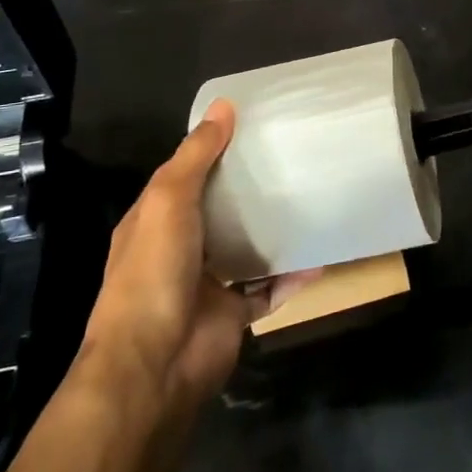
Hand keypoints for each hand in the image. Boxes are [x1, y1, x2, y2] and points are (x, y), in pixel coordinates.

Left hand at [77, 102, 307, 411]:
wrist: (154, 365)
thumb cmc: (153, 273)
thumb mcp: (168, 201)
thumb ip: (196, 156)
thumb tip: (224, 106)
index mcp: (155, 221)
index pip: (184, 176)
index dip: (212, 151)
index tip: (251, 128)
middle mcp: (179, 249)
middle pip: (218, 211)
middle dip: (248, 190)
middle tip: (291, 160)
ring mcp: (207, 284)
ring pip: (245, 249)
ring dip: (271, 232)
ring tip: (308, 202)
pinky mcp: (232, 315)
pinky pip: (268, 290)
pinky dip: (291, 276)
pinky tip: (318, 256)